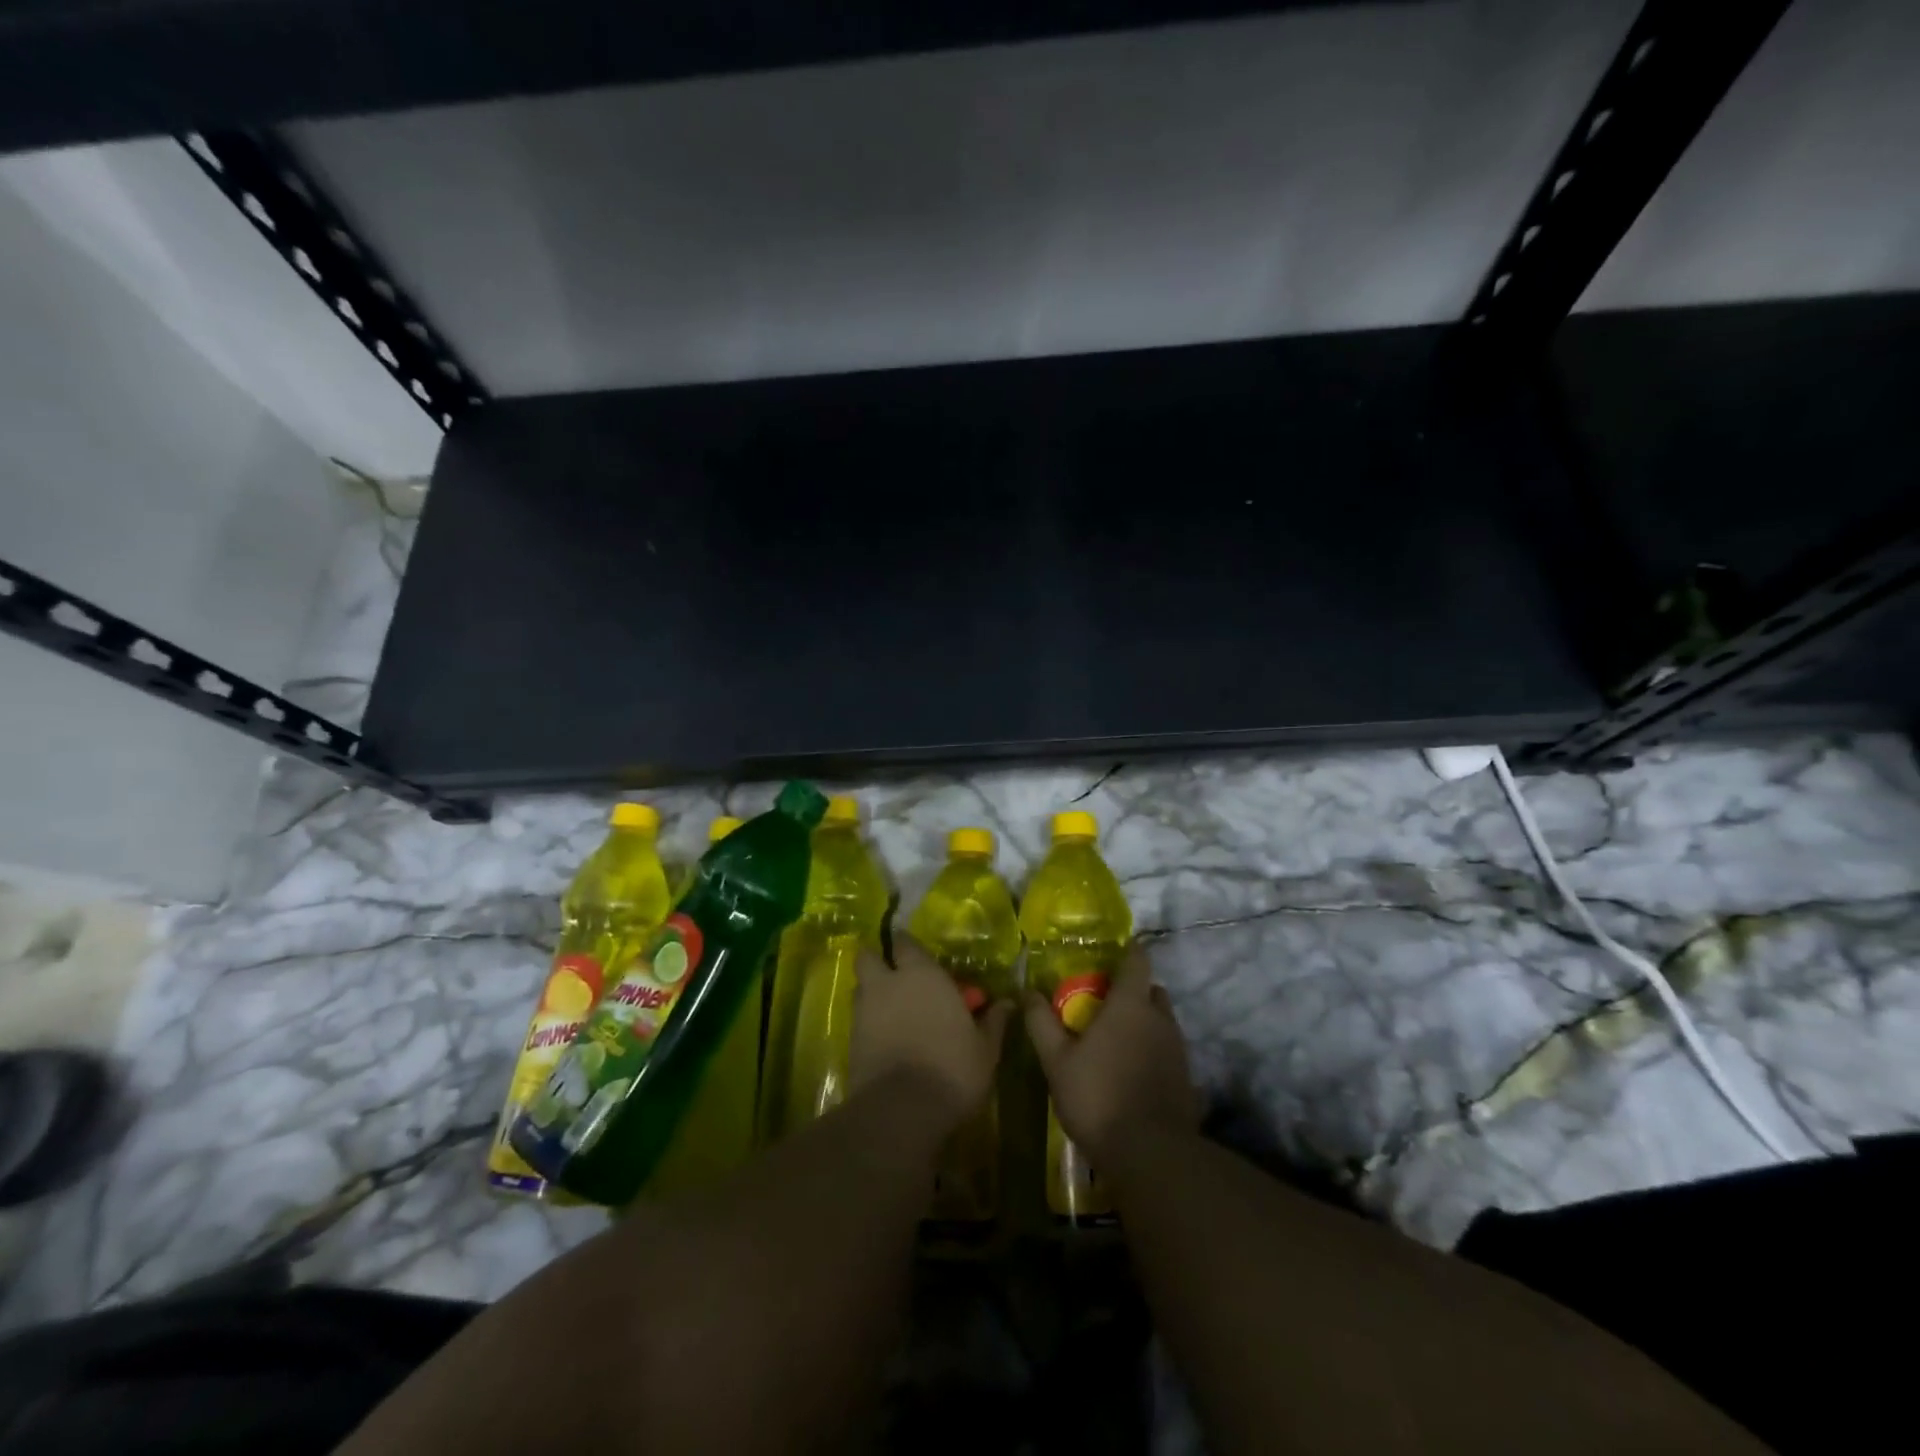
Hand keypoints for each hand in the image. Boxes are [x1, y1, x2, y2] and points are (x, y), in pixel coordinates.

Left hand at [850, 934, 1011, 1135]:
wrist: (902, 1111)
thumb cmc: (952, 1069)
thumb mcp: (985, 1049)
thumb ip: (993, 1022)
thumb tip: (1008, 1003)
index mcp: (922, 974)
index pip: (905, 942)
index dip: (907, 945)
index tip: (916, 954)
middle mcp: (888, 983)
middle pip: (867, 957)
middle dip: (876, 961)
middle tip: (893, 975)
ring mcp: (864, 1011)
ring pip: (859, 987)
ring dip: (871, 992)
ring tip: (890, 1010)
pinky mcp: (850, 1040)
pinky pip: (857, 1019)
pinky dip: (867, 1023)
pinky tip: (884, 1039)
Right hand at [1024, 943, 1200, 1165]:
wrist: (1150, 1155)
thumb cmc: (1098, 1097)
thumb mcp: (1057, 1061)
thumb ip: (1041, 1023)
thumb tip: (1027, 992)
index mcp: (1130, 1005)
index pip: (1137, 960)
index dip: (1128, 951)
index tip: (1112, 954)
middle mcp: (1160, 1019)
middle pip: (1151, 991)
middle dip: (1133, 990)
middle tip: (1105, 1003)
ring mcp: (1178, 1050)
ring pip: (1162, 1022)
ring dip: (1143, 1023)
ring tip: (1116, 1041)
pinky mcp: (1186, 1079)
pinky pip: (1168, 1051)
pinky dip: (1152, 1052)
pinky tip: (1132, 1073)